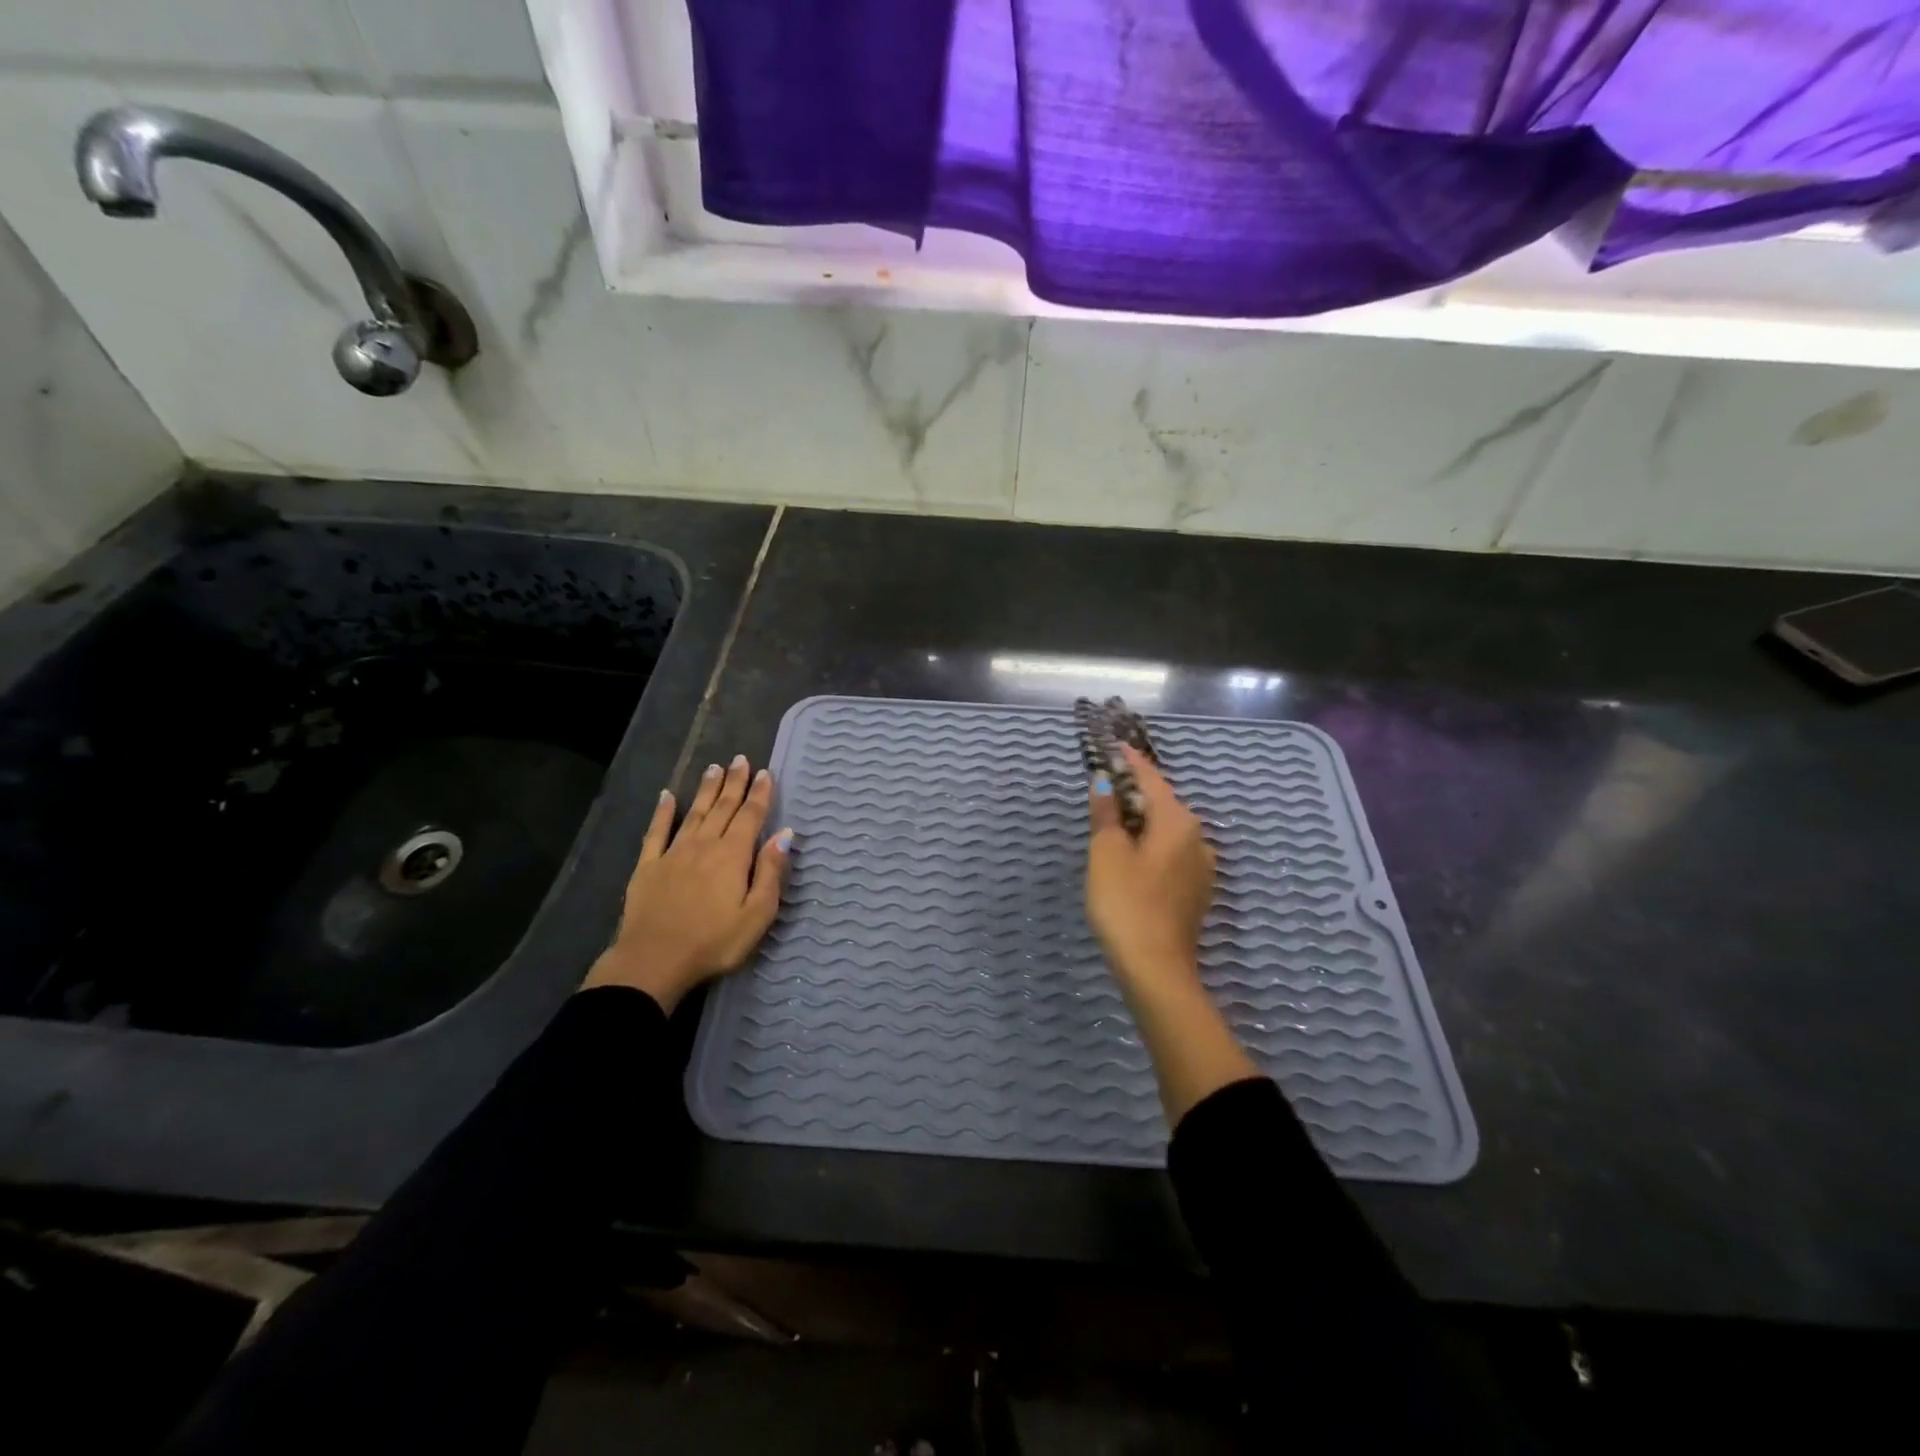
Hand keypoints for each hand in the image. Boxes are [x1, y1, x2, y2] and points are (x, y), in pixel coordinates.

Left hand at [581, 755, 791, 1011]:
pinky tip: (667, 795)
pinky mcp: (647, 866)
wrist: (654, 961)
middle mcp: (704, 845)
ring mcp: (673, 853)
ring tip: (714, 768)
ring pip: (695, 813)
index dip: (759, 794)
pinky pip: (656, 831)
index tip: (765, 772)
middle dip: (734, 783)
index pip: (750, 816)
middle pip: (723, 808)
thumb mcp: (757, 914)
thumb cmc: (714, 942)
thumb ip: (770, 871)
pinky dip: (663, 811)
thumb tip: (784, 833)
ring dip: (707, 790)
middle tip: (741, 760)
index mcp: (733, 855)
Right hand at [1085, 746, 1215, 988]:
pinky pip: (1172, 855)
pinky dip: (1152, 847)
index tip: (1115, 746)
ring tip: (1114, 826)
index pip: (1151, 779)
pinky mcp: (1197, 893)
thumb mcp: (1106, 853)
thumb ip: (1106, 813)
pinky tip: (1132, 859)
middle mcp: (1198, 839)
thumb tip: (1105, 782)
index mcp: (1178, 822)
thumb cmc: (1126, 903)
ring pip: (1168, 832)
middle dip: (1135, 795)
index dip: (1130, 762)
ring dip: (1143, 823)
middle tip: (1106, 789)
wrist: (1155, 969)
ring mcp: (1202, 868)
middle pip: (1163, 805)